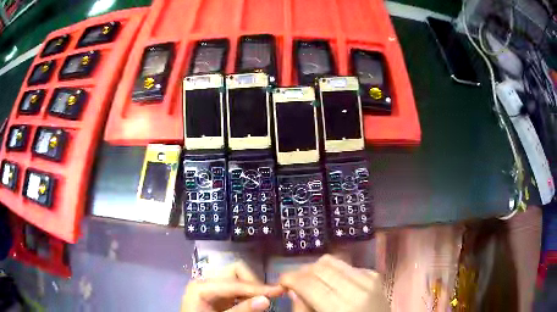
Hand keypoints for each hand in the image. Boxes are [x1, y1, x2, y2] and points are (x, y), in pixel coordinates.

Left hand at [182, 261, 283, 311]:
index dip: (257, 287)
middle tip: (265, 299)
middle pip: (235, 271)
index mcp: (201, 286)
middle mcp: (206, 282)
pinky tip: (250, 304)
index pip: (235, 282)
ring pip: (237, 279)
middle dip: (252, 284)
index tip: (279, 291)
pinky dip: (246, 295)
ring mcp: (211, 288)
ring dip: (250, 289)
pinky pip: (235, 289)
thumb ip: (242, 310)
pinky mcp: (216, 295)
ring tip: (258, 303)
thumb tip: (267, 299)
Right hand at [280, 255, 389, 311]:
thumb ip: (303, 310)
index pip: (309, 284)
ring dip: (317, 269)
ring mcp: (370, 280)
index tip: (281, 282)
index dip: (290, 279)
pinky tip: (333, 283)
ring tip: (311, 281)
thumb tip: (293, 290)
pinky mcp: (375, 276)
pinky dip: (335, 271)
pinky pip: (347, 266)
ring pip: (334, 261)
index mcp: (342, 308)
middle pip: (321, 268)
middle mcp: (358, 289)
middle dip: (302, 272)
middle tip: (294, 282)